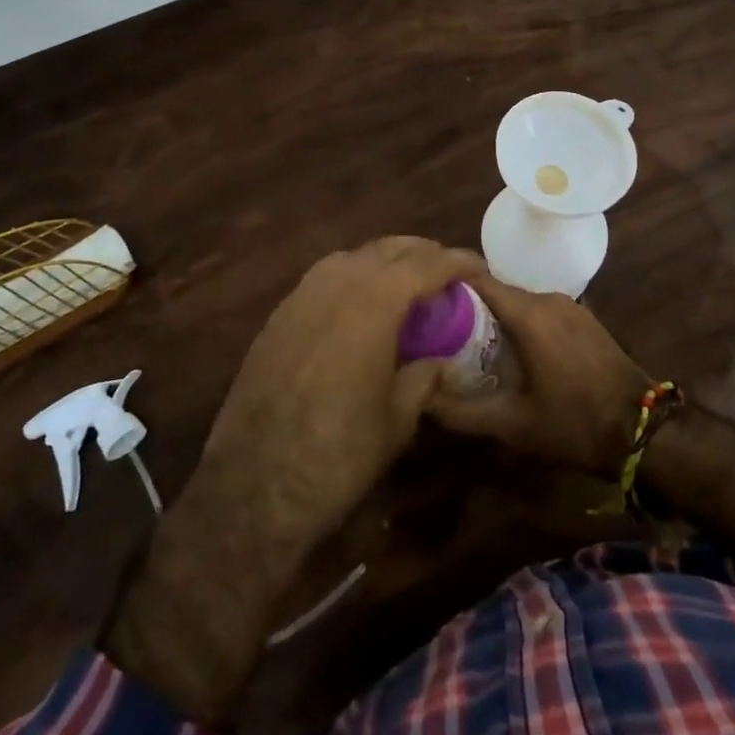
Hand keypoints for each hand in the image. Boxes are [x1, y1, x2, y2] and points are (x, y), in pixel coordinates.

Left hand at [104, 236, 481, 726]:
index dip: (457, 262)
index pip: (426, 263)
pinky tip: (360, 308)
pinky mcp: (277, 317)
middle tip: (446, 274)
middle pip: (387, 249)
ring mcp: (300, 296)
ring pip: (351, 257)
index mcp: (374, 302)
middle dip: (422, 254)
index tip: (479, 269)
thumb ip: (424, 377)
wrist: (255, 484)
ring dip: (384, 262)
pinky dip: (351, 279)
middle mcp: (336, 284)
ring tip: (406, 284)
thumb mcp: (398, 418)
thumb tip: (439, 361)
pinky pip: (323, 279)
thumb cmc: (340, 453)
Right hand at [426, 275, 651, 476]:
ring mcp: (571, 306)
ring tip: (468, 343)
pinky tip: (510, 351)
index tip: (422, 302)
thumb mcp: (511, 425)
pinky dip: (520, 324)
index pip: (476, 281)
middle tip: (438, 331)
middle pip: (496, 291)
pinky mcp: (584, 319)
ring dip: (495, 318)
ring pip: (519, 302)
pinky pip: (541, 311)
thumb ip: (460, 412)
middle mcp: (548, 299)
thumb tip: (420, 399)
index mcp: (529, 314)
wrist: (644, 431)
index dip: (447, 287)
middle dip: (467, 307)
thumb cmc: (573, 423)